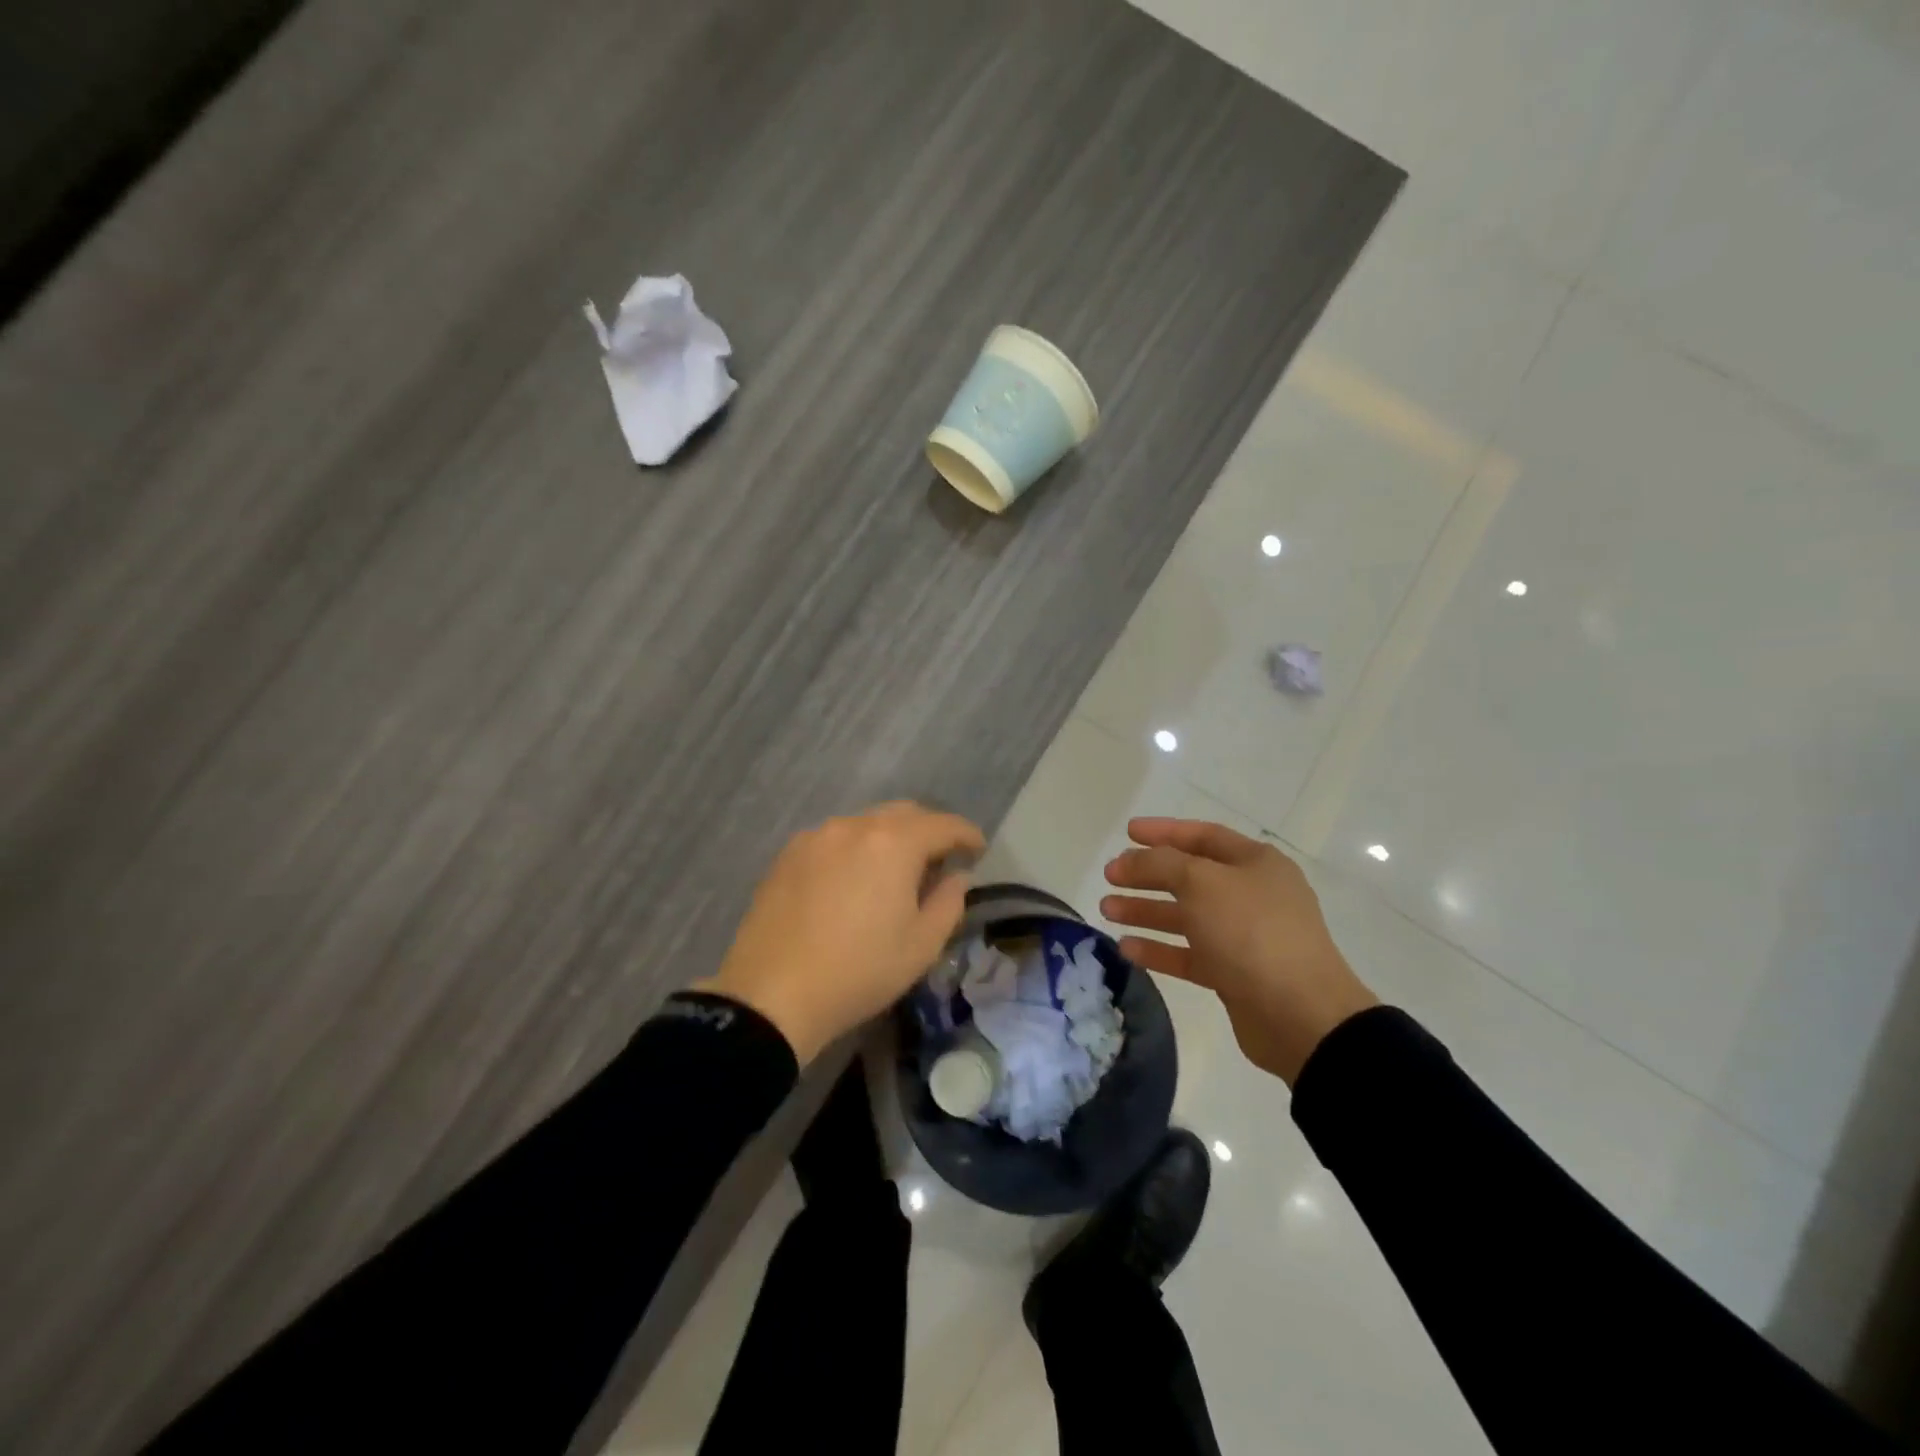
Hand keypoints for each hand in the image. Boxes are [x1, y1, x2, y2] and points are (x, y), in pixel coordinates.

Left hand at [697, 801, 985, 1064]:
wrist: (771, 994)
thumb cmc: (859, 971)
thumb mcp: (921, 946)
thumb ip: (949, 903)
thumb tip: (956, 877)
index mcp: (894, 843)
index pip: (943, 824)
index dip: (966, 834)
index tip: (978, 850)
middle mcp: (854, 826)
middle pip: (903, 814)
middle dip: (928, 830)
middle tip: (939, 860)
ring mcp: (816, 836)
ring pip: (866, 823)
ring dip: (890, 838)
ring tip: (894, 871)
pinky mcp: (787, 854)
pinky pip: (835, 838)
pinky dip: (855, 848)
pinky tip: (853, 879)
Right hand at [1102, 819, 1377, 1084]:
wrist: (1299, 1015)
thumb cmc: (1251, 932)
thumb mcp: (1201, 882)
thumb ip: (1160, 863)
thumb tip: (1132, 860)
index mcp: (1255, 863)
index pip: (1203, 836)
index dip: (1163, 831)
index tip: (1127, 833)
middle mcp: (1252, 895)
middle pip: (1189, 876)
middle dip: (1147, 874)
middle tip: (1109, 876)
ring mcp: (1244, 937)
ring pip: (1186, 916)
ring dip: (1146, 911)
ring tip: (1107, 909)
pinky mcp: (1234, 975)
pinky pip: (1189, 954)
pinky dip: (1159, 949)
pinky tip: (1126, 948)